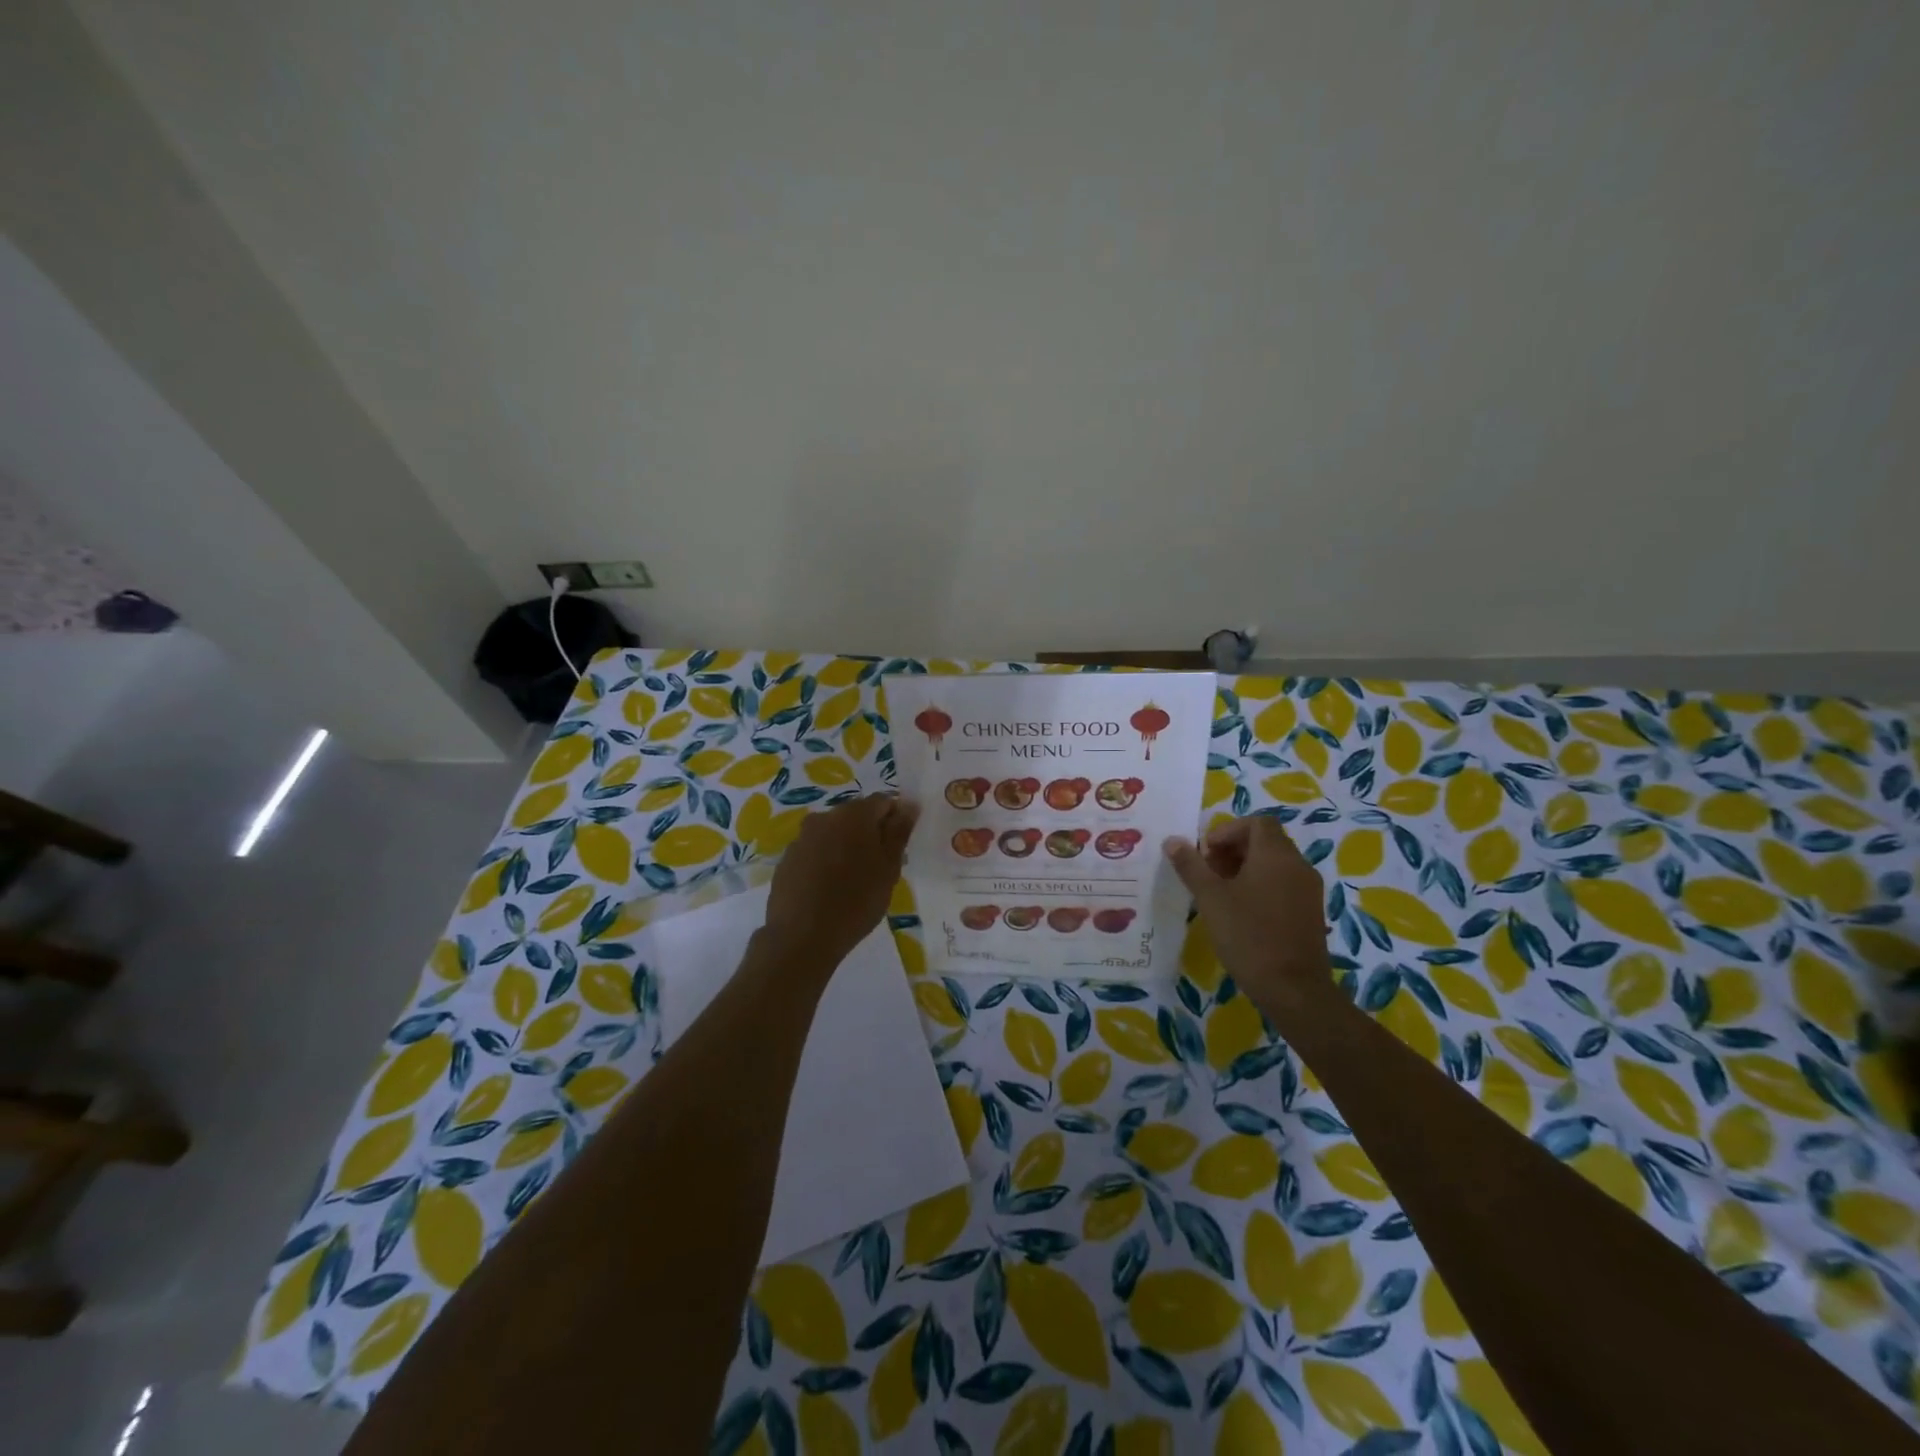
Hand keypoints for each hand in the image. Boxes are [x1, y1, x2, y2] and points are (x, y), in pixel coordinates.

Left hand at [763, 795, 919, 972]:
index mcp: (854, 814)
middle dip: (870, 834)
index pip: (883, 802)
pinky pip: (814, 852)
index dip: (895, 820)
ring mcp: (802, 838)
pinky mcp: (787, 859)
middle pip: (856, 816)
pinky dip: (825, 862)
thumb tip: (909, 804)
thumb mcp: (889, 868)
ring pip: (833, 834)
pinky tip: (829, 890)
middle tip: (880, 867)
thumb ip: (899, 832)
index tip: (899, 847)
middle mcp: (824, 817)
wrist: (802, 937)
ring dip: (846, 848)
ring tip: (854, 882)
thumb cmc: (856, 900)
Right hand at [1164, 815, 1330, 1013]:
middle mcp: (1297, 865)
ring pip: (1275, 864)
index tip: (1206, 854)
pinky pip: (1284, 884)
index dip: (1228, 831)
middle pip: (1265, 841)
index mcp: (1275, 854)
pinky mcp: (1311, 912)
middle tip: (1208, 873)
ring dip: (1246, 869)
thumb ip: (1191, 866)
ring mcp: (1308, 890)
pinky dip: (1261, 886)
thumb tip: (1173, 841)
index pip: (1256, 822)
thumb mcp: (1210, 898)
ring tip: (1220, 894)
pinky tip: (1241, 913)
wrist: (1293, 989)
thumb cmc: (1248, 935)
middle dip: (1233, 850)